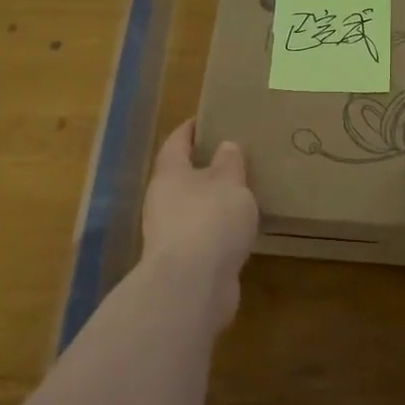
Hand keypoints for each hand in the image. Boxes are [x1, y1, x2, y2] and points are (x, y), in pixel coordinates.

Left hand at [142, 120, 258, 326]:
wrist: (192, 286)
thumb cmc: (209, 220)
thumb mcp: (229, 182)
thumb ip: (229, 162)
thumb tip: (225, 147)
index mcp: (170, 174)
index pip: (177, 142)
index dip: (190, 129)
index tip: (207, 118)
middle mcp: (163, 201)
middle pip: (182, 176)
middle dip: (204, 166)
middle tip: (233, 155)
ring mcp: (170, 234)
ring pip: (193, 207)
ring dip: (212, 200)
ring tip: (241, 192)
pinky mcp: (184, 262)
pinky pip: (203, 235)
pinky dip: (218, 229)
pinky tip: (239, 229)